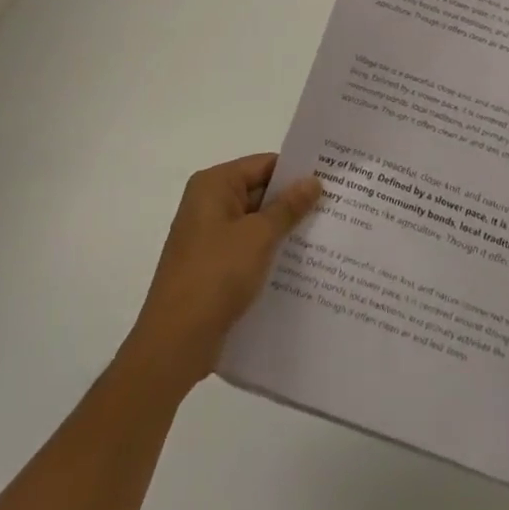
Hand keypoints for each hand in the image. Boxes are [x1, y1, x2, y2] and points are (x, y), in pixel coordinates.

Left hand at [127, 153, 320, 392]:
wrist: (173, 344)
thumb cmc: (215, 276)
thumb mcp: (259, 236)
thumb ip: (288, 206)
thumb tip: (313, 180)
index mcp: (214, 185)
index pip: (264, 165)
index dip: (296, 172)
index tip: (329, 180)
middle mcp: (207, 204)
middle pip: (259, 192)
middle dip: (293, 203)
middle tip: (334, 208)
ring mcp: (208, 238)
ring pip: (255, 224)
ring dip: (283, 231)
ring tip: (324, 236)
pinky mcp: (211, 267)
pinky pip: (247, 249)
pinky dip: (269, 254)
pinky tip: (299, 266)